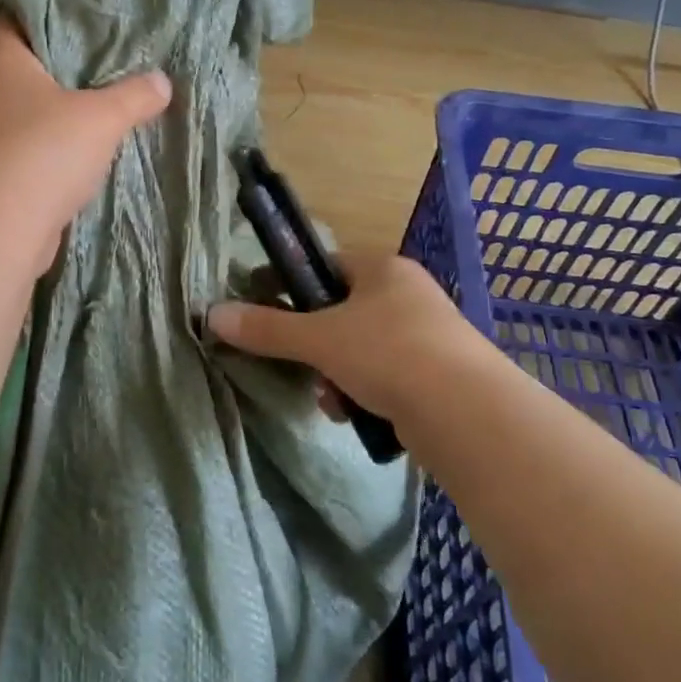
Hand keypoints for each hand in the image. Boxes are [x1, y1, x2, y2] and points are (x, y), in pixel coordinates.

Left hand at [0, 18, 171, 270]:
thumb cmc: (44, 152)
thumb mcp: (102, 118)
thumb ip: (135, 94)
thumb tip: (162, 81)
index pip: (21, 16)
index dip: (56, 13)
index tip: (92, 18)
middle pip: (27, 63)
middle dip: (67, 64)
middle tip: (111, 57)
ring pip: (27, 106)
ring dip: (60, 107)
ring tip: (104, 101)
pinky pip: (25, 140)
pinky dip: (51, 141)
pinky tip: (84, 146)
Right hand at [207, 253, 487, 429]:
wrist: (468, 414)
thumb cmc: (389, 354)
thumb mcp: (319, 339)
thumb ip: (267, 328)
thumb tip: (212, 315)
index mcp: (383, 269)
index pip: (326, 265)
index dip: (292, 284)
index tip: (263, 305)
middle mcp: (408, 295)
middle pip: (342, 313)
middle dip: (314, 345)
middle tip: (296, 364)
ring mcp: (428, 336)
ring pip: (361, 350)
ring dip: (335, 375)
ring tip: (329, 400)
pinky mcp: (439, 376)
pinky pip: (384, 377)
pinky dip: (363, 394)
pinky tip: (354, 416)